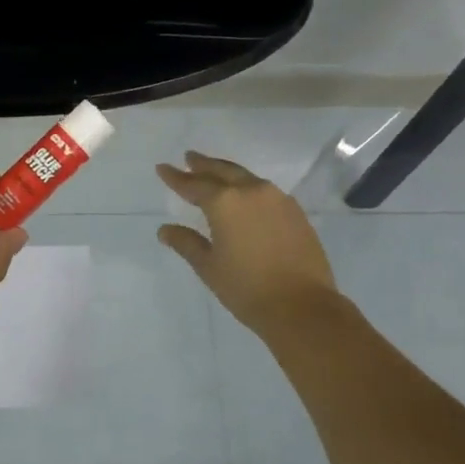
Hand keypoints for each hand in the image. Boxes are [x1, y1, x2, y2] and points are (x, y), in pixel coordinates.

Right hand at [157, 152, 340, 337]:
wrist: (302, 306)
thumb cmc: (247, 287)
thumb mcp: (208, 266)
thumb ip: (186, 243)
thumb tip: (165, 230)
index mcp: (224, 202)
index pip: (193, 184)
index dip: (175, 177)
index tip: (162, 167)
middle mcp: (251, 191)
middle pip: (222, 171)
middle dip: (203, 164)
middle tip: (189, 157)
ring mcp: (277, 199)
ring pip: (245, 177)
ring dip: (226, 172)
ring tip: (214, 172)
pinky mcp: (294, 212)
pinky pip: (264, 190)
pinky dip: (248, 187)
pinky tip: (245, 195)